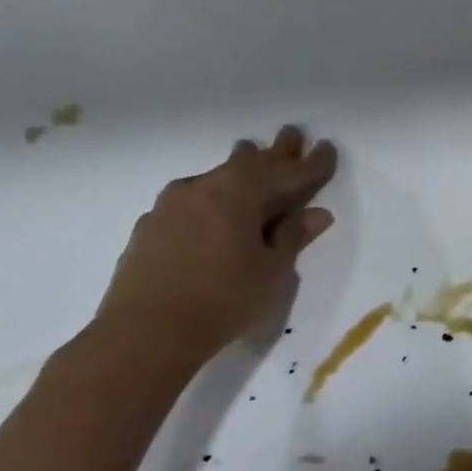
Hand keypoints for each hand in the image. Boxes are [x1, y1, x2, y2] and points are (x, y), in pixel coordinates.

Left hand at [95, 126, 338, 365]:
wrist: (143, 336)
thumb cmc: (223, 300)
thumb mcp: (272, 270)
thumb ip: (292, 236)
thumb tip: (315, 213)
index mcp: (238, 194)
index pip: (286, 172)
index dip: (312, 163)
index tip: (328, 148)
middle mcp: (202, 189)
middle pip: (247, 164)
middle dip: (275, 152)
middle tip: (292, 134)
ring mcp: (170, 207)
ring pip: (216, 178)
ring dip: (240, 169)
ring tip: (251, 156)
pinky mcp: (151, 227)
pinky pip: (193, 199)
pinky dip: (215, 196)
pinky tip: (216, 206)